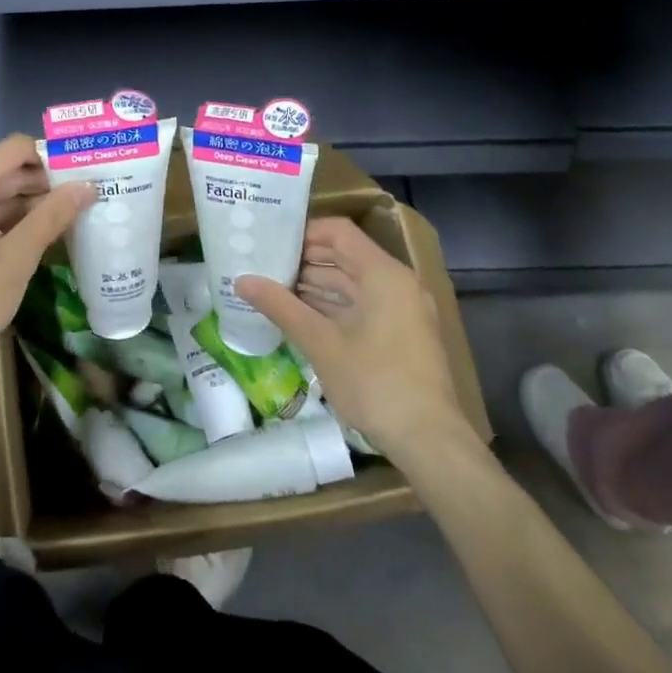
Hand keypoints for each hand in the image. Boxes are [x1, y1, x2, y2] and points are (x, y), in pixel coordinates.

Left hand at [0, 133, 94, 380]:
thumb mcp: (16, 257)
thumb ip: (51, 216)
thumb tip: (87, 185)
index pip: (16, 149)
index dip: (52, 156)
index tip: (87, 169)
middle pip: (10, 171)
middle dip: (49, 180)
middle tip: (94, 191)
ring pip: (3, 195)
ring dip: (38, 203)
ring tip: (82, 210)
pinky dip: (20, 221)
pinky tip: (52, 233)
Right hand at [236, 217, 477, 460]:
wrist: (429, 440)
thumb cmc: (374, 383)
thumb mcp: (321, 343)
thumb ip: (280, 306)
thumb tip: (241, 280)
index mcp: (383, 274)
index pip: (338, 232)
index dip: (303, 233)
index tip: (270, 243)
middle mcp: (397, 283)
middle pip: (345, 255)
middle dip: (304, 260)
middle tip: (263, 265)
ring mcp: (402, 309)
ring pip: (352, 283)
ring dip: (315, 285)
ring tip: (273, 289)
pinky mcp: (401, 333)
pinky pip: (362, 305)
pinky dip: (333, 306)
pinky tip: (300, 316)